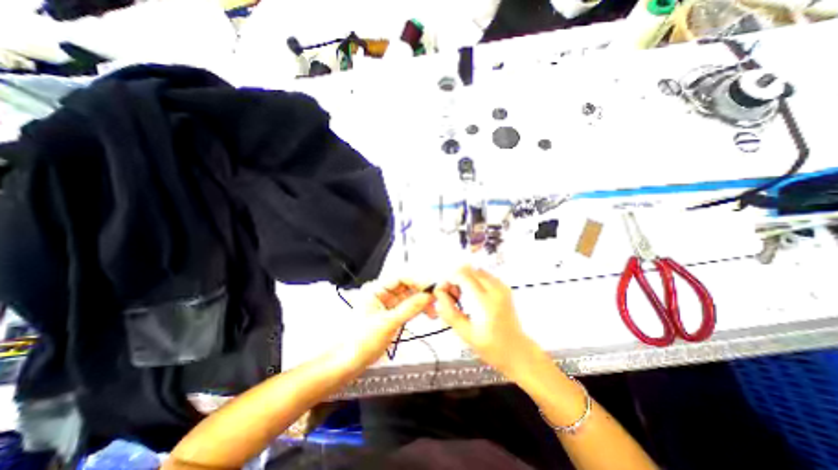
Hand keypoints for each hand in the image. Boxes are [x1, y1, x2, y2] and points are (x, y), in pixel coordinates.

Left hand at [341, 281, 435, 368]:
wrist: (349, 362)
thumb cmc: (363, 341)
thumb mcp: (388, 323)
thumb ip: (409, 308)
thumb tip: (428, 296)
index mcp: (375, 289)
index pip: (399, 278)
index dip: (416, 281)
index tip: (431, 288)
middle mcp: (381, 293)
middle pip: (406, 287)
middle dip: (421, 293)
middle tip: (436, 299)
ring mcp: (387, 304)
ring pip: (408, 297)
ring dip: (421, 302)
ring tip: (434, 310)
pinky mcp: (391, 314)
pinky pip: (407, 308)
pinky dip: (417, 310)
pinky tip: (427, 314)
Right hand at [435, 268, 540, 377]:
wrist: (518, 351)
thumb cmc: (491, 347)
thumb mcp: (466, 335)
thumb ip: (450, 313)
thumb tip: (439, 295)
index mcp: (486, 303)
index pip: (464, 277)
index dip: (449, 279)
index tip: (442, 290)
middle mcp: (495, 290)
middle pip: (469, 270)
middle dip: (456, 278)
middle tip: (452, 296)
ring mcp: (502, 287)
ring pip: (476, 270)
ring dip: (465, 278)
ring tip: (461, 296)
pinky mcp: (504, 288)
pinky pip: (484, 275)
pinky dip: (474, 279)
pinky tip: (472, 294)